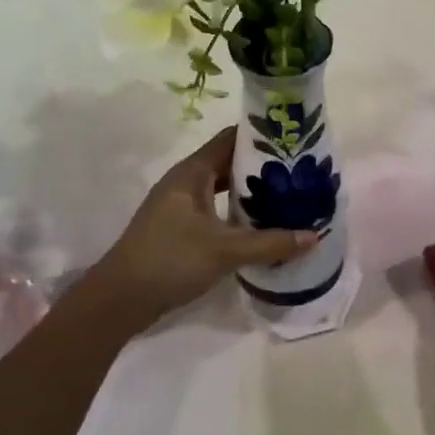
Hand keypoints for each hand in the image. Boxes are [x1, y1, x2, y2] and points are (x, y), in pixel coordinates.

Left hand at [92, 126, 315, 328]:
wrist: (119, 299)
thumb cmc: (170, 260)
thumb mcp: (225, 251)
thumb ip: (271, 243)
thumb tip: (314, 236)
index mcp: (192, 172)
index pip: (231, 138)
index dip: (261, 135)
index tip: (293, 138)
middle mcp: (185, 181)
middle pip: (228, 162)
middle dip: (261, 165)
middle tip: (298, 170)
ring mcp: (179, 205)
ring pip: (221, 187)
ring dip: (249, 190)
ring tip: (286, 194)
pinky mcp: (178, 228)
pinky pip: (214, 208)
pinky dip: (236, 210)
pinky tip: (258, 224)